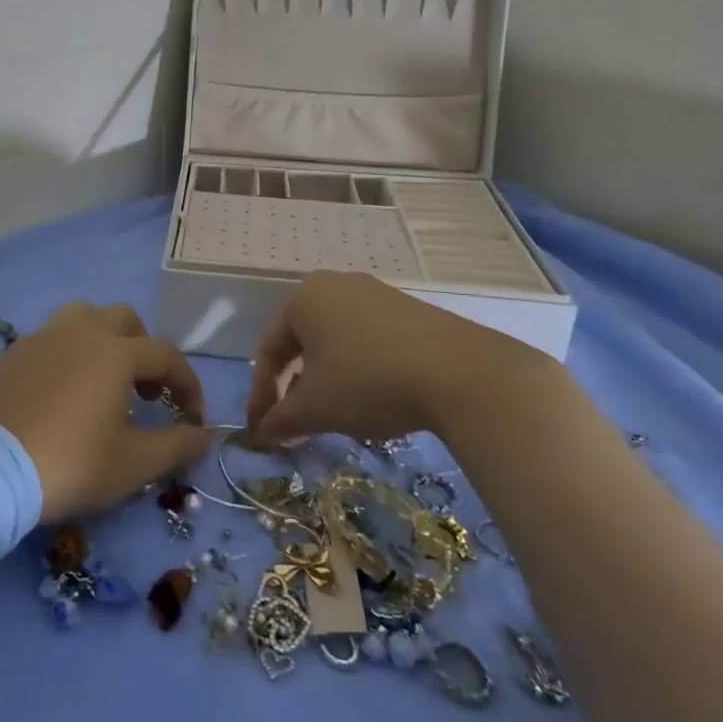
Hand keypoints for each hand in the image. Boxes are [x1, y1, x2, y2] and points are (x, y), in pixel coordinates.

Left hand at [0, 302, 212, 521]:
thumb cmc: (70, 464)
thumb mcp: (132, 464)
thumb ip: (176, 445)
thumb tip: (206, 436)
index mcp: (115, 352)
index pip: (166, 355)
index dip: (187, 384)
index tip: (191, 419)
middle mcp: (79, 332)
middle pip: (123, 320)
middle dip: (143, 349)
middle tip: (144, 392)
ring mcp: (39, 339)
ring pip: (81, 318)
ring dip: (101, 340)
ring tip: (101, 380)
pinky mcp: (9, 355)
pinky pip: (47, 341)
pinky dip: (65, 356)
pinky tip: (59, 394)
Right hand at [245, 271, 562, 444]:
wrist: (462, 373)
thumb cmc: (369, 381)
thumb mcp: (316, 408)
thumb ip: (281, 420)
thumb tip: (260, 436)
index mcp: (303, 298)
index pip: (269, 351)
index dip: (261, 397)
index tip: (262, 433)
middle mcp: (334, 285)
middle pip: (301, 343)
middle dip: (293, 388)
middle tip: (294, 425)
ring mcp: (375, 293)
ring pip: (335, 342)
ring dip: (325, 380)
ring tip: (332, 416)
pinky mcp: (409, 309)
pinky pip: (367, 339)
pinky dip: (358, 370)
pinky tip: (371, 398)